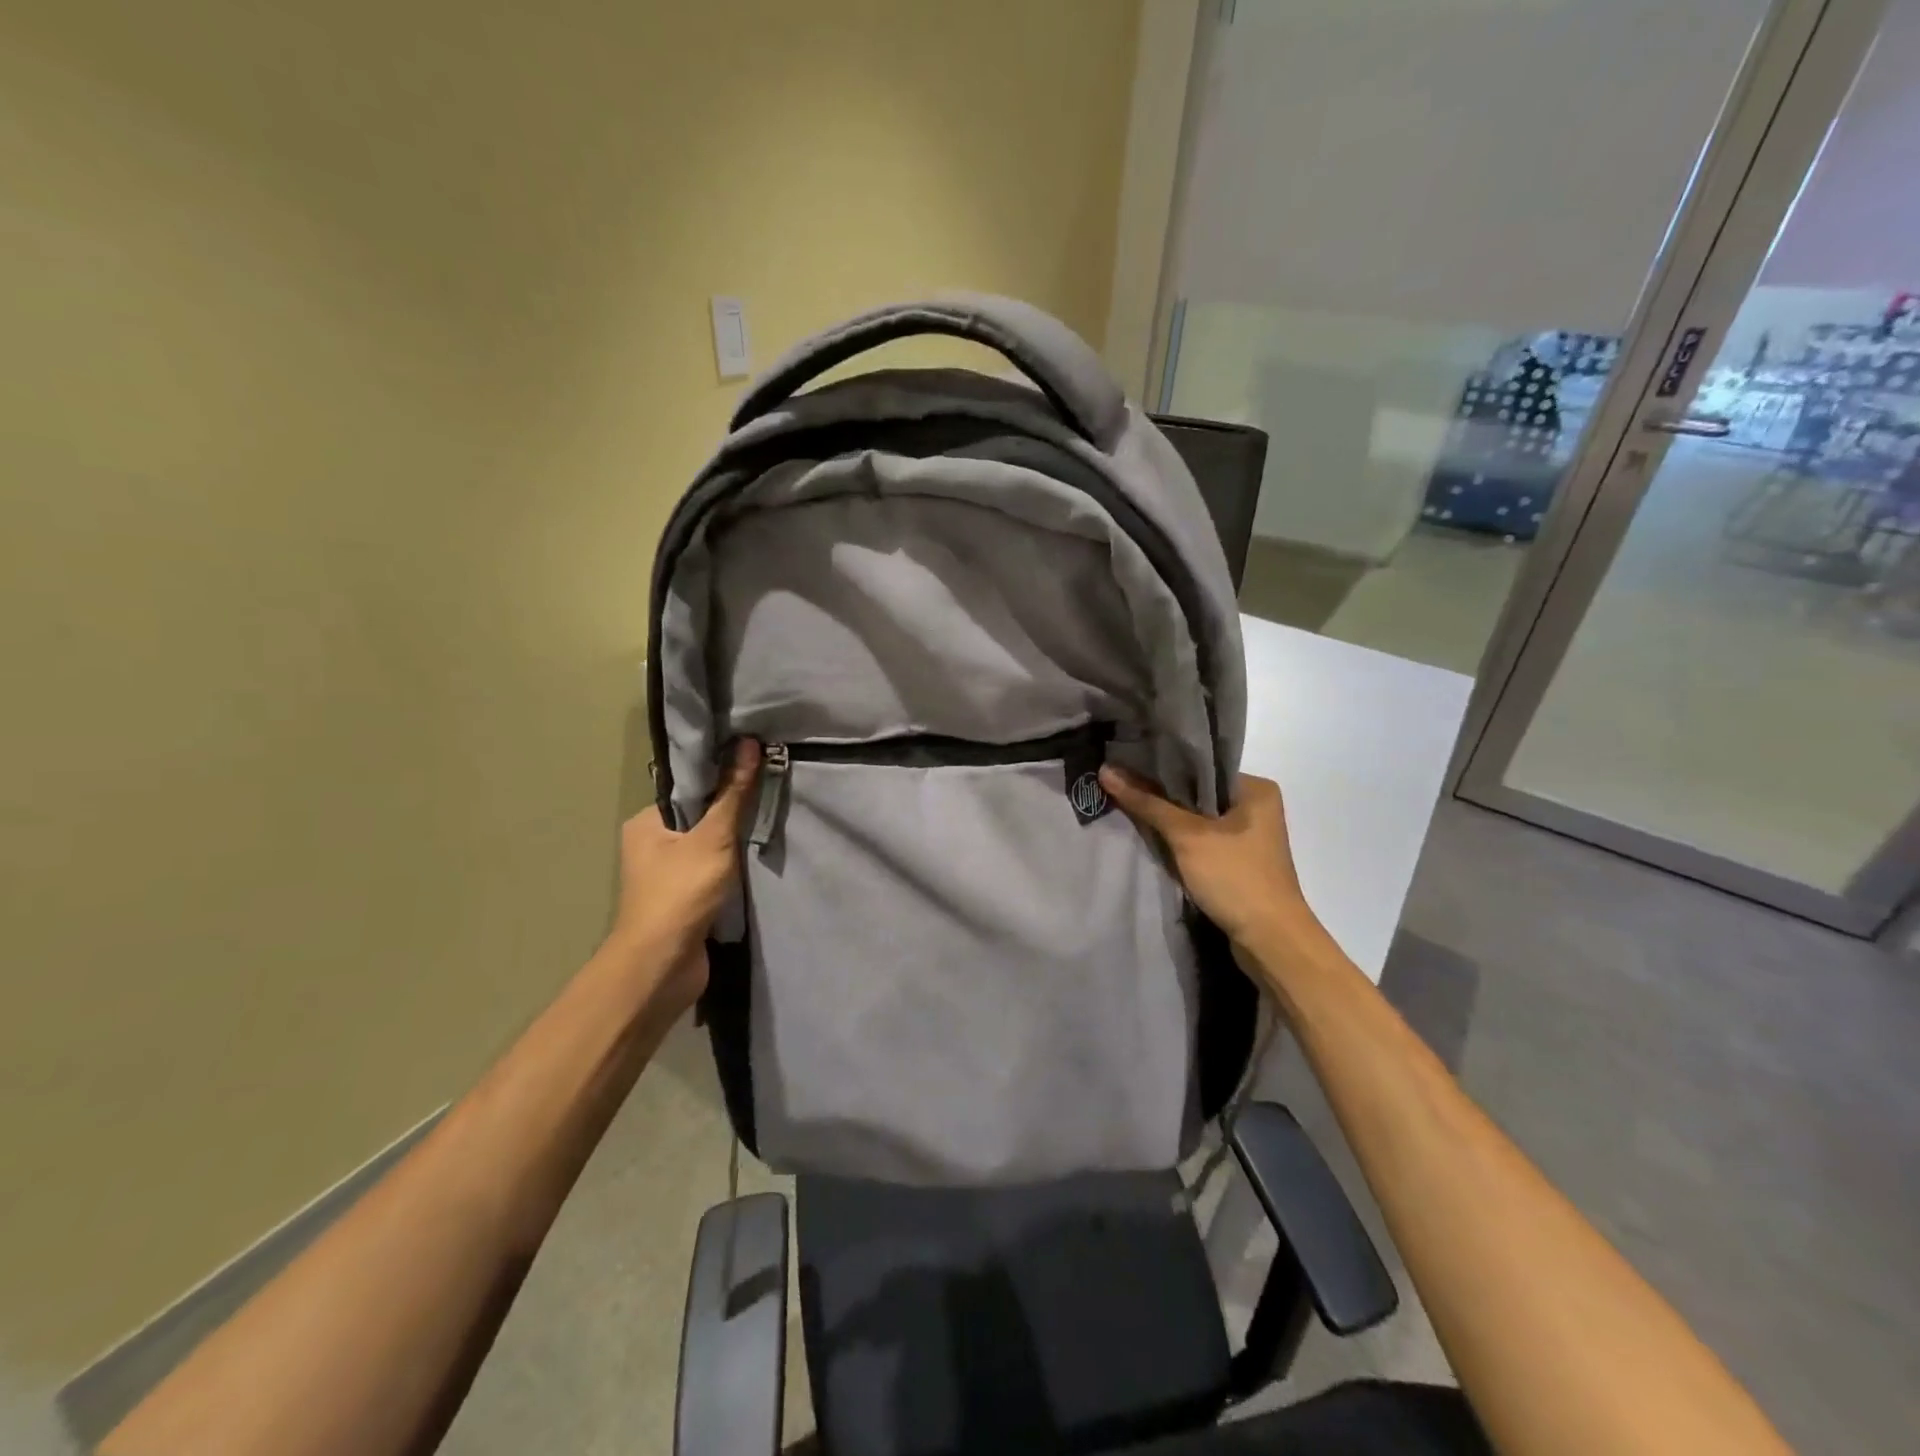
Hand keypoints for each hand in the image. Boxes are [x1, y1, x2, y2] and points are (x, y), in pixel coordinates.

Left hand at [607, 740, 760, 991]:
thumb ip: (733, 794)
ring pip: (710, 848)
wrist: (662, 966)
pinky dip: (734, 871)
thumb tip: (750, 743)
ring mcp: (668, 877)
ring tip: (770, 827)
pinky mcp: (685, 901)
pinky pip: (714, 874)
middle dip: (733, 813)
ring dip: (736, 845)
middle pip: (701, 817)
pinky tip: (758, 863)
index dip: (722, 777)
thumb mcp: (713, 837)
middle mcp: (652, 846)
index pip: (689, 789)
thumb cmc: (681, 893)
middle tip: (770, 798)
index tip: (757, 768)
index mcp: (646, 823)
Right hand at [1098, 767, 1318, 951]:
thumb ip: (1147, 803)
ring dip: (1169, 818)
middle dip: (1161, 792)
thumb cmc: (1235, 878)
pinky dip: (1180, 840)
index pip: (1201, 765)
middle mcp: (1256, 806)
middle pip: (1197, 791)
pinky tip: (1151, 835)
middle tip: (1119, 782)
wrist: (1270, 942)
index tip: (1125, 761)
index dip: (1162, 764)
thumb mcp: (1187, 836)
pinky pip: (1202, 839)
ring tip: (1127, 804)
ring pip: (1198, 817)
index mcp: (1255, 788)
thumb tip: (1106, 770)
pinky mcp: (1238, 861)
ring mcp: (1248, 836)